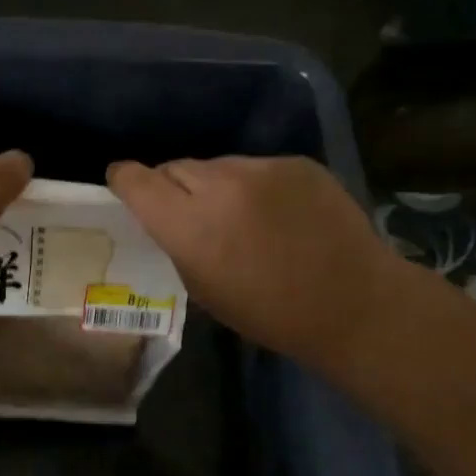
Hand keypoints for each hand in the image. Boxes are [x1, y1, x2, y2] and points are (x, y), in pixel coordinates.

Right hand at [106, 155, 407, 369]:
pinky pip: (255, 167)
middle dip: (171, 187)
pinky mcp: (295, 163)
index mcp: (190, 225)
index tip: (123, 184)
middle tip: (186, 212)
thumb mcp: (203, 288)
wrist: (352, 302)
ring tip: (236, 214)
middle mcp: (220, 186)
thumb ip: (178, 243)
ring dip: (213, 186)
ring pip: (216, 166)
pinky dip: (253, 185)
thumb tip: (170, 218)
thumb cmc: (269, 312)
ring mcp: (261, 169)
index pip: (137, 181)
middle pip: (174, 167)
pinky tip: (274, 213)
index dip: (125, 180)